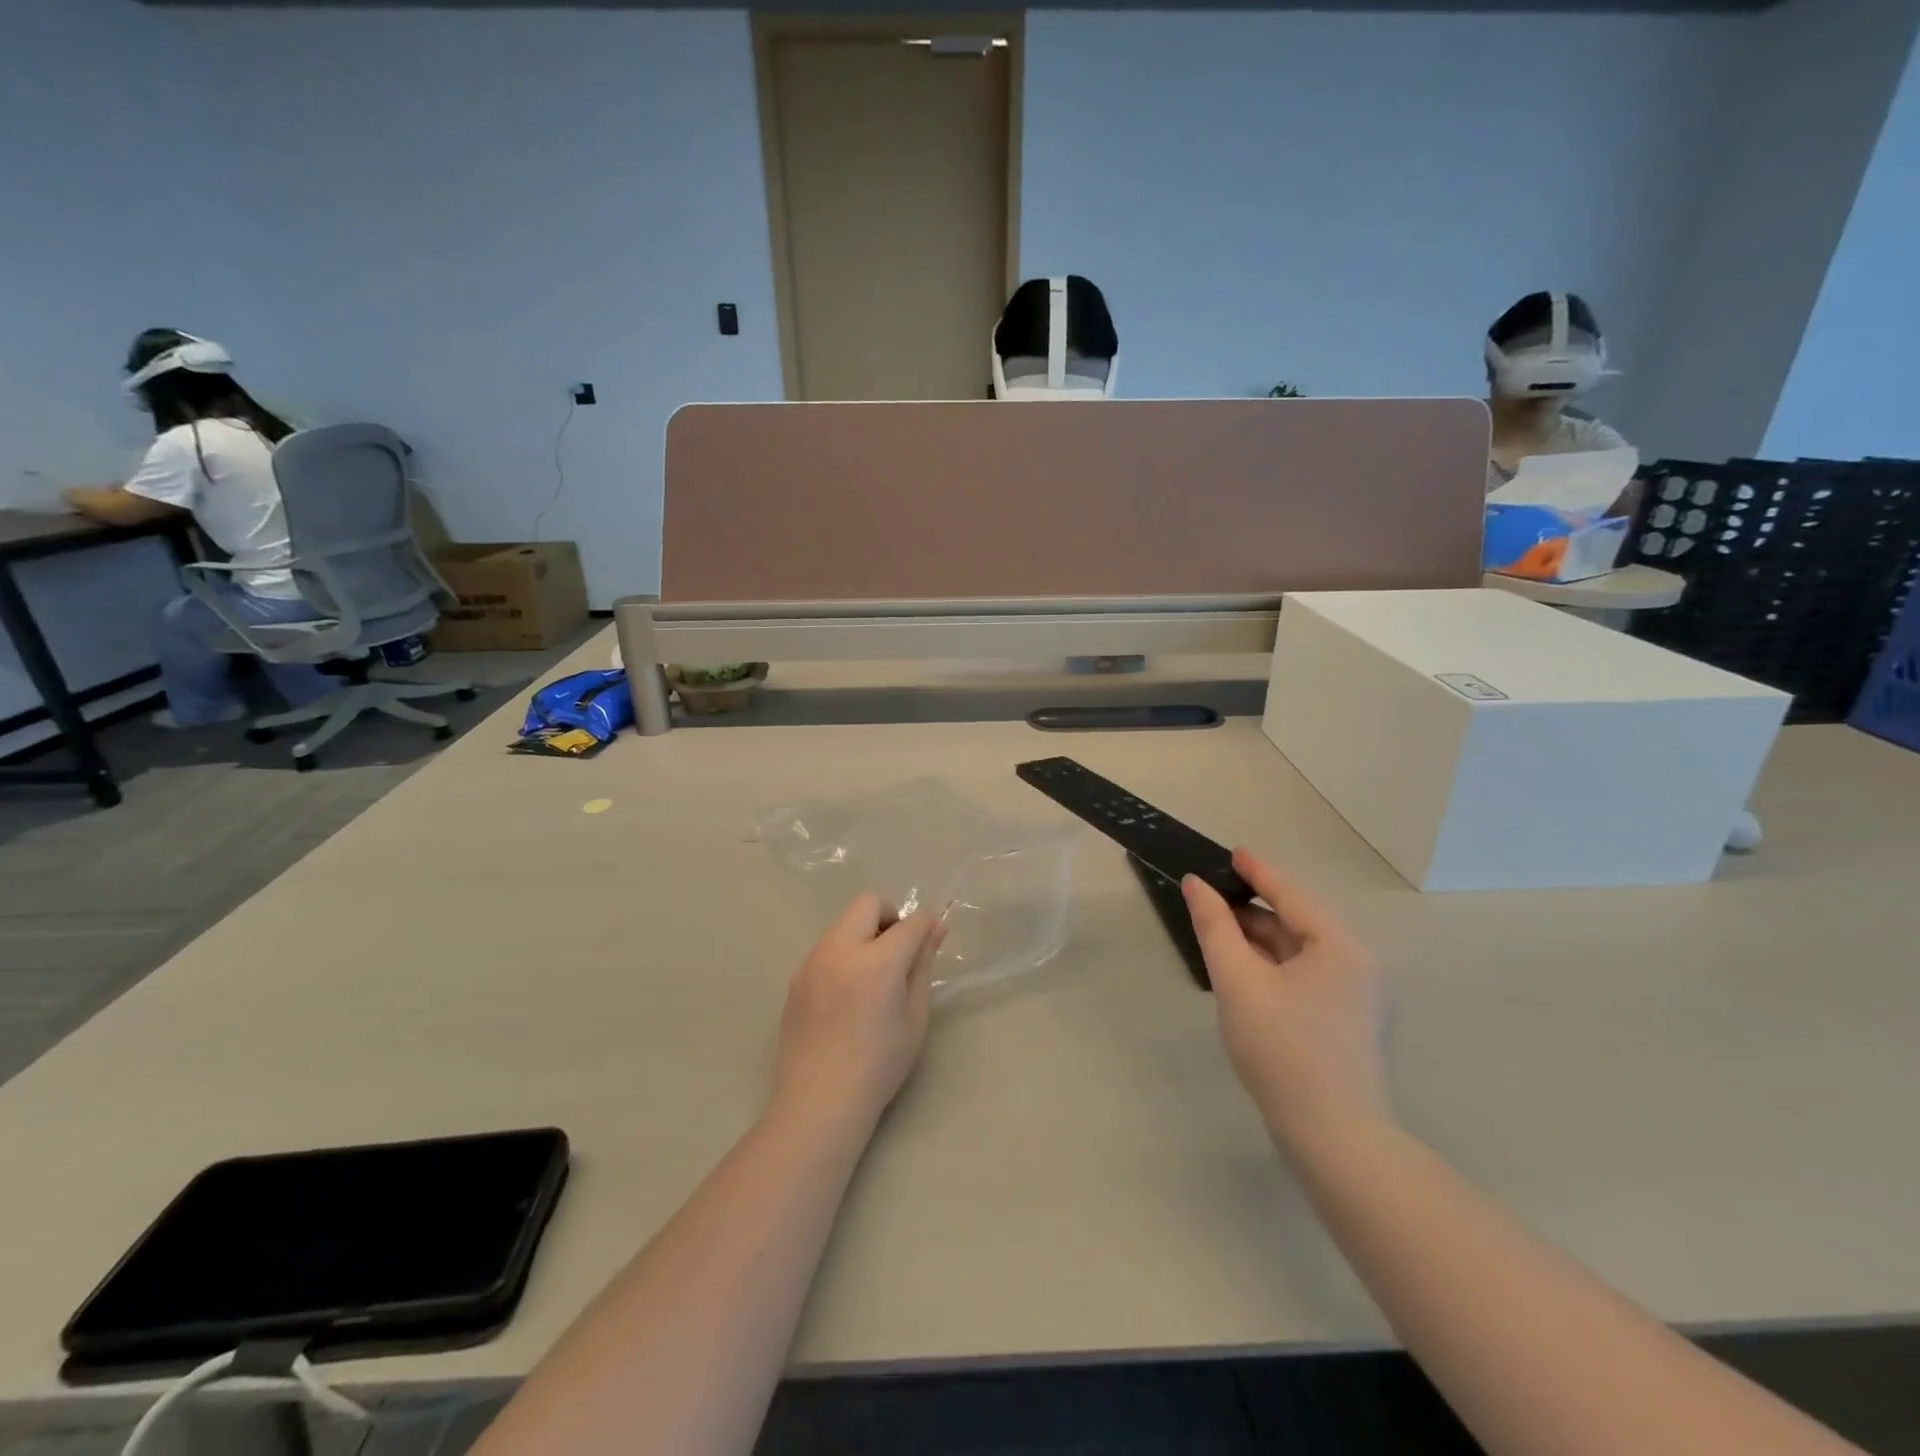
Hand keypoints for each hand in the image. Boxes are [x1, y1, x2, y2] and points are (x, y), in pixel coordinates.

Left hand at [773, 894, 945, 1132]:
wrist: (819, 1103)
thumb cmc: (878, 1067)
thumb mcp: (914, 1018)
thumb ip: (923, 966)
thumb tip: (935, 930)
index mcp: (876, 964)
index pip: (909, 923)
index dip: (927, 923)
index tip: (934, 935)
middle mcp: (840, 951)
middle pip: (868, 903)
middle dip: (890, 916)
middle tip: (899, 950)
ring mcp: (812, 962)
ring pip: (844, 923)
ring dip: (864, 933)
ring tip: (872, 976)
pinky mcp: (796, 977)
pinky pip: (826, 947)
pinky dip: (844, 953)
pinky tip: (848, 993)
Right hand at [1183, 849, 1392, 1151]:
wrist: (1334, 1139)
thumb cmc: (1282, 1050)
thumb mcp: (1238, 981)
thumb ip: (1215, 927)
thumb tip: (1196, 885)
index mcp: (1341, 948)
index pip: (1292, 895)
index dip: (1258, 871)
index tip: (1231, 852)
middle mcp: (1359, 965)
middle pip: (1298, 922)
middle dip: (1254, 910)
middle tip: (1211, 899)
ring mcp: (1360, 997)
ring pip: (1302, 952)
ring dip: (1262, 940)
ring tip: (1220, 934)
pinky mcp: (1351, 1023)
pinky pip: (1308, 976)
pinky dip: (1275, 966)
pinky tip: (1246, 972)